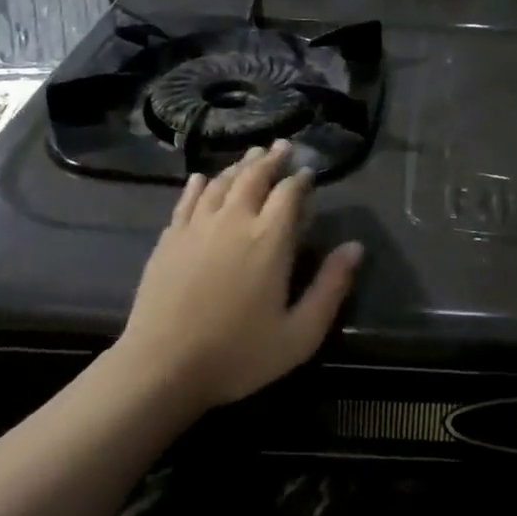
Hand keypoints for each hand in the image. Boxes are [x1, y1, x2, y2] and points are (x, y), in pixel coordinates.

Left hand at [115, 141, 363, 410]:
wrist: (161, 369)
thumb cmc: (238, 354)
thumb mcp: (300, 333)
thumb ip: (331, 287)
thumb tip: (355, 247)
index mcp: (269, 239)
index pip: (289, 193)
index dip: (301, 179)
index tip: (308, 172)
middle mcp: (233, 221)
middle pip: (254, 176)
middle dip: (270, 159)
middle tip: (282, 146)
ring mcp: (196, 227)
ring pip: (221, 183)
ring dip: (239, 166)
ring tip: (251, 156)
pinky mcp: (169, 240)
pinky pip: (187, 200)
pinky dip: (199, 185)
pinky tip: (202, 178)